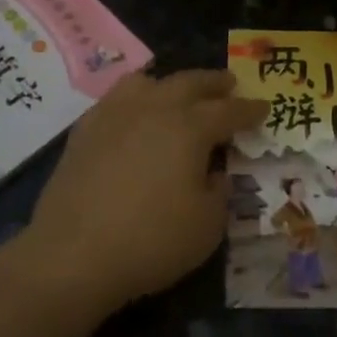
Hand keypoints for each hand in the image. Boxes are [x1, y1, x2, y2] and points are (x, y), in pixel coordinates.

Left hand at [23, 70, 265, 313]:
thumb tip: (216, 173)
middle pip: (191, 83)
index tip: (263, 107)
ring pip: (149, 81)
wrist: (72, 254)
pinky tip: (134, 115)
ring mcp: (116, 114)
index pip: (229, 111)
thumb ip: (219, 193)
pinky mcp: (86, 129)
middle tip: (229, 84)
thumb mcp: (207, 227)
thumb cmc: (150, 241)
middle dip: (214, 83)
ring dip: (172, 83)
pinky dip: (135, 98)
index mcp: (190, 127)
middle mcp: (155, 108)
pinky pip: (116, 98)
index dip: (249, 110)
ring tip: (178, 93)